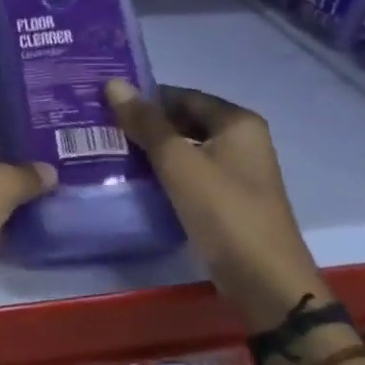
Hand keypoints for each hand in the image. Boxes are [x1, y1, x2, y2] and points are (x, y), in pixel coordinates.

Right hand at [104, 81, 327, 327]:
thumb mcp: (178, 163)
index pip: (182, 95)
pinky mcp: (227, 200)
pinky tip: (134, 179)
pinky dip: (164, 173)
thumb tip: (113, 83)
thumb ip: (146, 123)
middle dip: (146, 124)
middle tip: (101, 127)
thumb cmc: (223, 211)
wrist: (264, 280)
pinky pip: (190, 174)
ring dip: (152, 150)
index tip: (104, 102)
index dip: (145, 97)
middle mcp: (242, 141)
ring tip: (108, 150)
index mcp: (237, 122)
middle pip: (184, 121)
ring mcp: (237, 172)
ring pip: (186, 149)